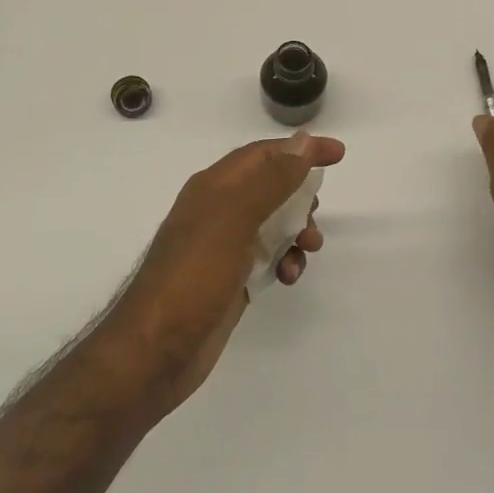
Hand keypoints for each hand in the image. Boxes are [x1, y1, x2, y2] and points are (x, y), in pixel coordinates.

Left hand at [108, 130, 344, 414]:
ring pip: (273, 224)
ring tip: (308, 249)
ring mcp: (223, 247)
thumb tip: (302, 140)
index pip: (264, 154)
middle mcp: (218, 211)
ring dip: (297, 231)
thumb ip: (271, 179)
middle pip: (271, 187)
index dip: (300, 149)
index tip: (338, 154)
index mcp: (214, 187)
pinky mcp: (230, 279)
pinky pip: (268, 258)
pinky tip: (287, 278)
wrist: (155, 352)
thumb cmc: (194, 276)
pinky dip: (285, 261)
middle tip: (315, 214)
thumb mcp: (235, 218)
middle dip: (301, 196)